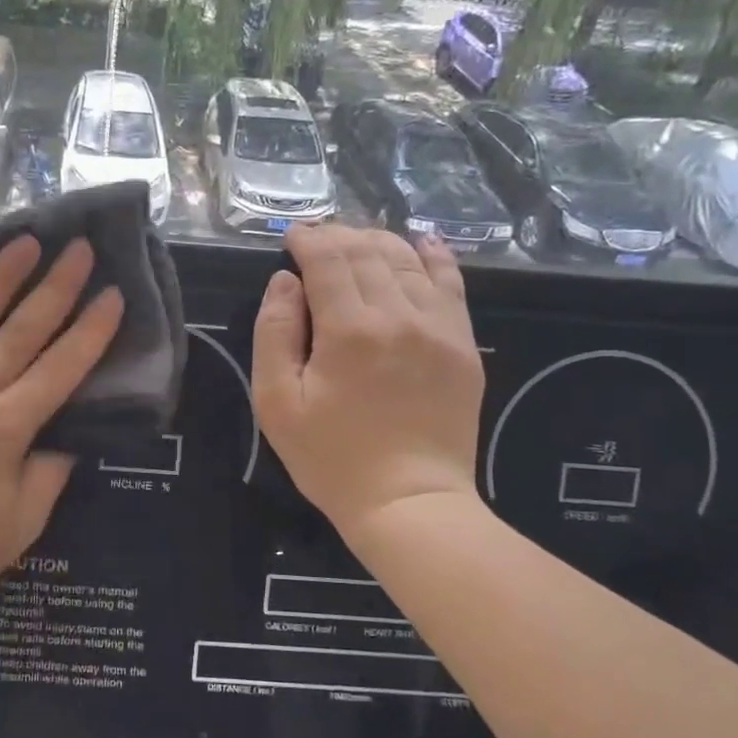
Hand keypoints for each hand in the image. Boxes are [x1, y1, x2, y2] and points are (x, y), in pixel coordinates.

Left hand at [0, 235, 123, 624]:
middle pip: (21, 330)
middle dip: (56, 287)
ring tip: (23, 242)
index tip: (113, 293)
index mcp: (5, 426)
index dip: (92, 329)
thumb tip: (64, 438)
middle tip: (79, 247)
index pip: (62, 367)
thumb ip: (48, 475)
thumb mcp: (18, 526)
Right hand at [253, 224, 484, 542]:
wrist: (409, 502)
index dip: (307, 239)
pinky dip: (433, 256)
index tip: (290, 237)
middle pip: (367, 251)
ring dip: (376, 241)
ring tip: (354, 242)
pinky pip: (451, 283)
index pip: (327, 258)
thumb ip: (274, 332)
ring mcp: (438, 327)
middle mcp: (398, 315)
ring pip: (406, 259)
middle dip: (337, 235)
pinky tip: (421, 242)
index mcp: (348, 330)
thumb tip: (284, 281)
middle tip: (316, 239)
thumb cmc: (331, 457)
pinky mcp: (463, 344)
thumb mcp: (276, 402)